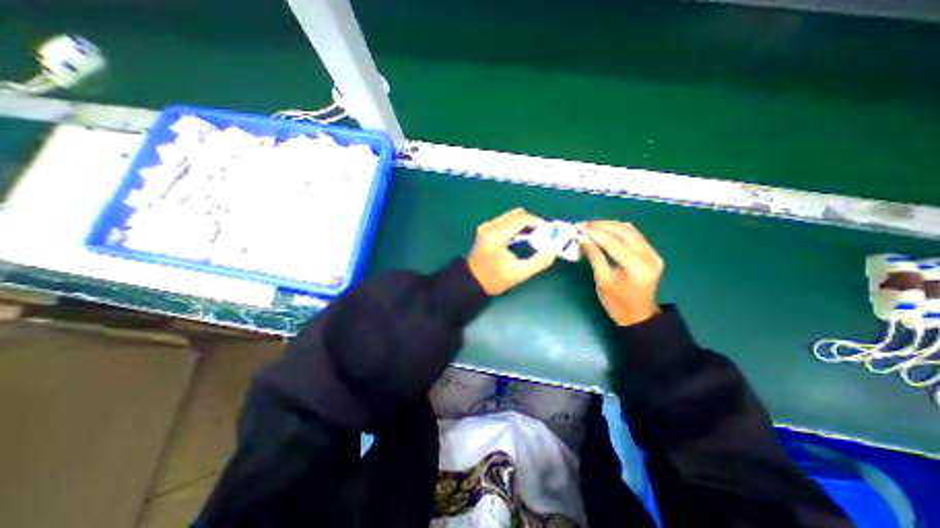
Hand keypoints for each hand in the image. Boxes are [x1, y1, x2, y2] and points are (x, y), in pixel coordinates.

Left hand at [467, 207, 551, 296]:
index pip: (522, 218)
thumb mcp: (519, 273)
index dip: (537, 222)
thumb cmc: (494, 279)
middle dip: (531, 221)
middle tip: (542, 233)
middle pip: (516, 214)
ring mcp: (485, 227)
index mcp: (498, 234)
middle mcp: (490, 226)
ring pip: (510, 216)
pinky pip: (503, 221)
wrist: (471, 282)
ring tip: (532, 237)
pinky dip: (514, 226)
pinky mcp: (484, 230)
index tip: (548, 231)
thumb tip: (553, 251)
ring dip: (523, 223)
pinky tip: (519, 238)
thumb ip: (539, 262)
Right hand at [578, 220, 663, 325]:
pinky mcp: (651, 253)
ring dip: (608, 225)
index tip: (578, 228)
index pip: (613, 242)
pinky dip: (617, 230)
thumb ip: (594, 256)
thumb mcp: (602, 281)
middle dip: (601, 226)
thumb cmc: (617, 303)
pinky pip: (633, 234)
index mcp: (637, 266)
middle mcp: (649, 255)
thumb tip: (581, 238)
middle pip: (623, 231)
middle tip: (582, 226)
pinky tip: (604, 231)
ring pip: (629, 229)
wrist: (638, 316)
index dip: (594, 233)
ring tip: (590, 227)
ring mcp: (652, 253)